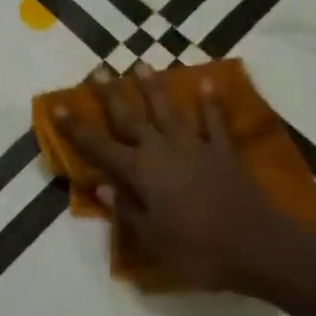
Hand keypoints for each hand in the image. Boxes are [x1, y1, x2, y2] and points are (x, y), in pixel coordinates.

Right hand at [57, 63, 301, 292]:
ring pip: (168, 111)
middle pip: (131, 118)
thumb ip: (127, 211)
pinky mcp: (223, 151)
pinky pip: (215, 122)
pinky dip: (211, 103)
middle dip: (112, 94)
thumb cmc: (198, 251)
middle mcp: (162, 151)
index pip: (99, 147)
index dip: (77, 128)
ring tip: (143, 64)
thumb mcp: (153, 240)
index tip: (58, 106)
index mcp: (140, 173)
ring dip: (154, 88)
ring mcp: (194, 147)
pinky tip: (208, 83)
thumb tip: (102, 187)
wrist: (257, 246)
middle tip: (100, 69)